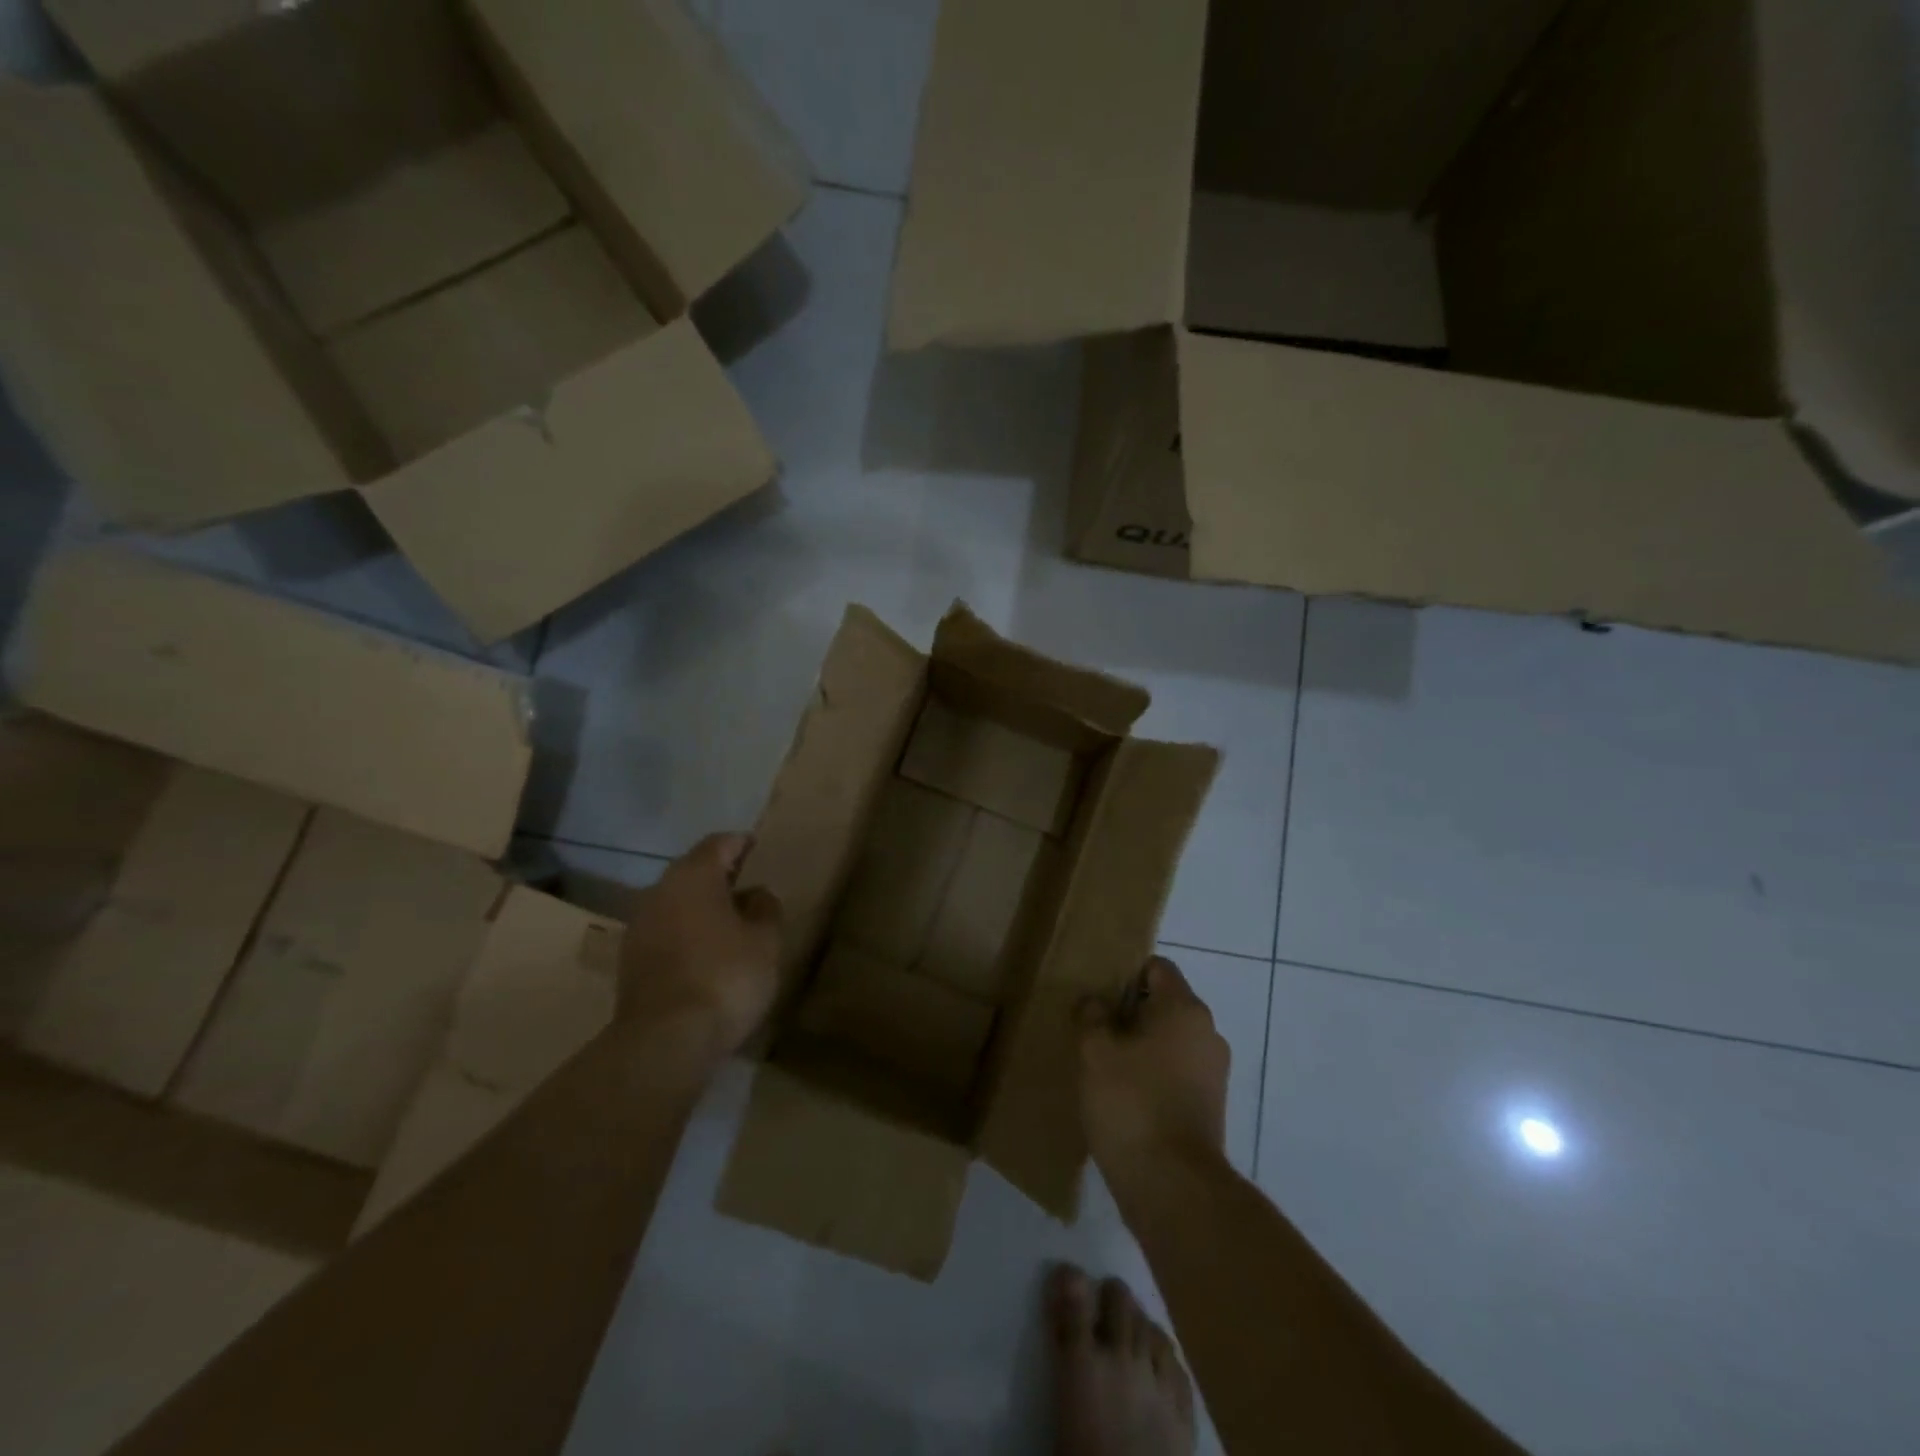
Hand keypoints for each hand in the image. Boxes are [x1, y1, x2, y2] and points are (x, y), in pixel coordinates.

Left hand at [616, 833, 782, 1058]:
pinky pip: (665, 931)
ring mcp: (639, 926)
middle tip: (748, 886)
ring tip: (731, 922)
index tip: (757, 848)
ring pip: (676, 902)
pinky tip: (706, 953)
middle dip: (720, 875)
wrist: (665, 1040)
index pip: (719, 844)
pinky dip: (686, 932)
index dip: (740, 843)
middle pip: (693, 871)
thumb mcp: (765, 941)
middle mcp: (660, 891)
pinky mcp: (630, 960)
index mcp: (694, 876)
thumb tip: (757, 894)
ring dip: (701, 906)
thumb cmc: (725, 976)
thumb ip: (765, 909)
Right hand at [1078, 956, 1228, 1178]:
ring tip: (1104, 1063)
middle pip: (1165, 1003)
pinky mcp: (1210, 1105)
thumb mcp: (1095, 1052)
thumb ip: (1092, 1016)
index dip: (1125, 972)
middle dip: (1130, 1011)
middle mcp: (1207, 1032)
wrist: (1173, 1186)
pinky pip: (1177, 1071)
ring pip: (1170, 1040)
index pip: (1157, 967)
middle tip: (1093, 1027)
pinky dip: (1153, 1074)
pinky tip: (1123, 1094)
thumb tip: (1096, 1002)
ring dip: (1140, 1045)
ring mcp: (1213, 1071)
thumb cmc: (1131, 1103)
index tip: (1097, 992)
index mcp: (1184, 1008)